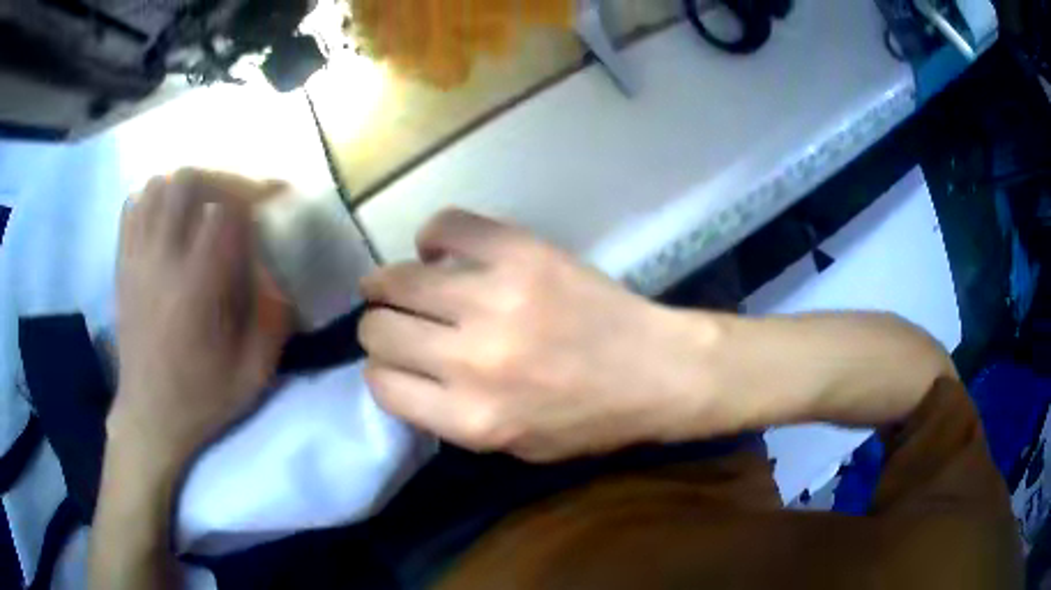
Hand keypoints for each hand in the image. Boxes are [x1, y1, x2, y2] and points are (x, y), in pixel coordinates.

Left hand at [111, 170, 289, 472]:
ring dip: (183, 187)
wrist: (149, 418)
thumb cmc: (201, 399)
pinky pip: (132, 208)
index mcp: (197, 287)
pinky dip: (152, 200)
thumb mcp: (253, 374)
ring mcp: (137, 260)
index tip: (272, 201)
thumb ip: (274, 320)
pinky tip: (166, 219)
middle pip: (185, 182)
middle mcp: (162, 262)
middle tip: (235, 199)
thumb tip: (278, 277)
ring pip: (156, 187)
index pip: (223, 210)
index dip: (253, 195)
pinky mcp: (122, 267)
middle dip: (218, 179)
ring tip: (200, 206)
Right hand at [359, 210, 724, 462]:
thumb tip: (404, 375)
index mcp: (472, 419)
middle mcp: (473, 361)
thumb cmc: (591, 419)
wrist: (657, 370)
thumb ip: (451, 419)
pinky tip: (440, 250)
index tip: (393, 361)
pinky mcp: (522, 253)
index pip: (382, 385)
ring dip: (387, 283)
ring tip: (395, 283)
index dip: (381, 371)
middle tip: (394, 320)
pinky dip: (434, 236)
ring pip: (398, 280)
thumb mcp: (515, 447)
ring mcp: (497, 299)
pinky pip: (449, 227)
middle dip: (378, 327)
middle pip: (380, 331)